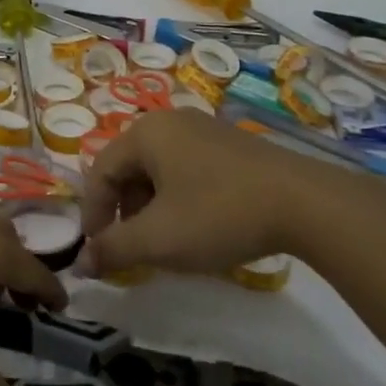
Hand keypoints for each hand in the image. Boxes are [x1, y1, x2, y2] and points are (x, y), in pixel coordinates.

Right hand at [82, 109, 385, 364]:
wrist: (306, 204)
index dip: (93, 216)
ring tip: (166, 244)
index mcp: (145, 133)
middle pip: (128, 169)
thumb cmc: (218, 214)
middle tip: (133, 251)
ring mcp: (204, 130)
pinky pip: (187, 169)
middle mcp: (170, 122)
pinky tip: (198, 228)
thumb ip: (113, 249)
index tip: (99, 255)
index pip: (99, 172)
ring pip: (158, 171)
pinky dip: (179, 200)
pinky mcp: (231, 145)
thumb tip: (80, 263)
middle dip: (124, 213)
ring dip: (151, 209)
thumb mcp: (158, 239)